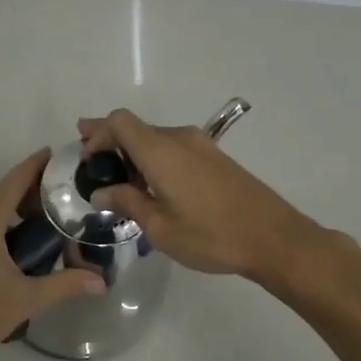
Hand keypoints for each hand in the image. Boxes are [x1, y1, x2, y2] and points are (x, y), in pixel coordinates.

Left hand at [0, 149, 103, 360]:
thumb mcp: (26, 298)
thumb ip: (65, 284)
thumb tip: (101, 281)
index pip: (13, 183)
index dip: (33, 165)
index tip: (54, 153)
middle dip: (26, 185)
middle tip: (58, 188)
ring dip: (11, 203)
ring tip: (42, 212)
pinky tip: (15, 236)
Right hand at [78, 108, 327, 281]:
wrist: (274, 238)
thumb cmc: (211, 235)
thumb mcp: (160, 227)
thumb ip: (127, 203)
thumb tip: (101, 192)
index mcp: (161, 151)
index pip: (119, 122)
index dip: (97, 134)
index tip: (87, 160)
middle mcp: (179, 139)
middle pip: (136, 127)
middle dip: (110, 141)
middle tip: (89, 160)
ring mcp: (201, 146)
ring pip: (155, 138)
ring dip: (133, 152)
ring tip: (118, 180)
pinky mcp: (215, 158)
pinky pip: (174, 148)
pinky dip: (154, 159)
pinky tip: (150, 184)